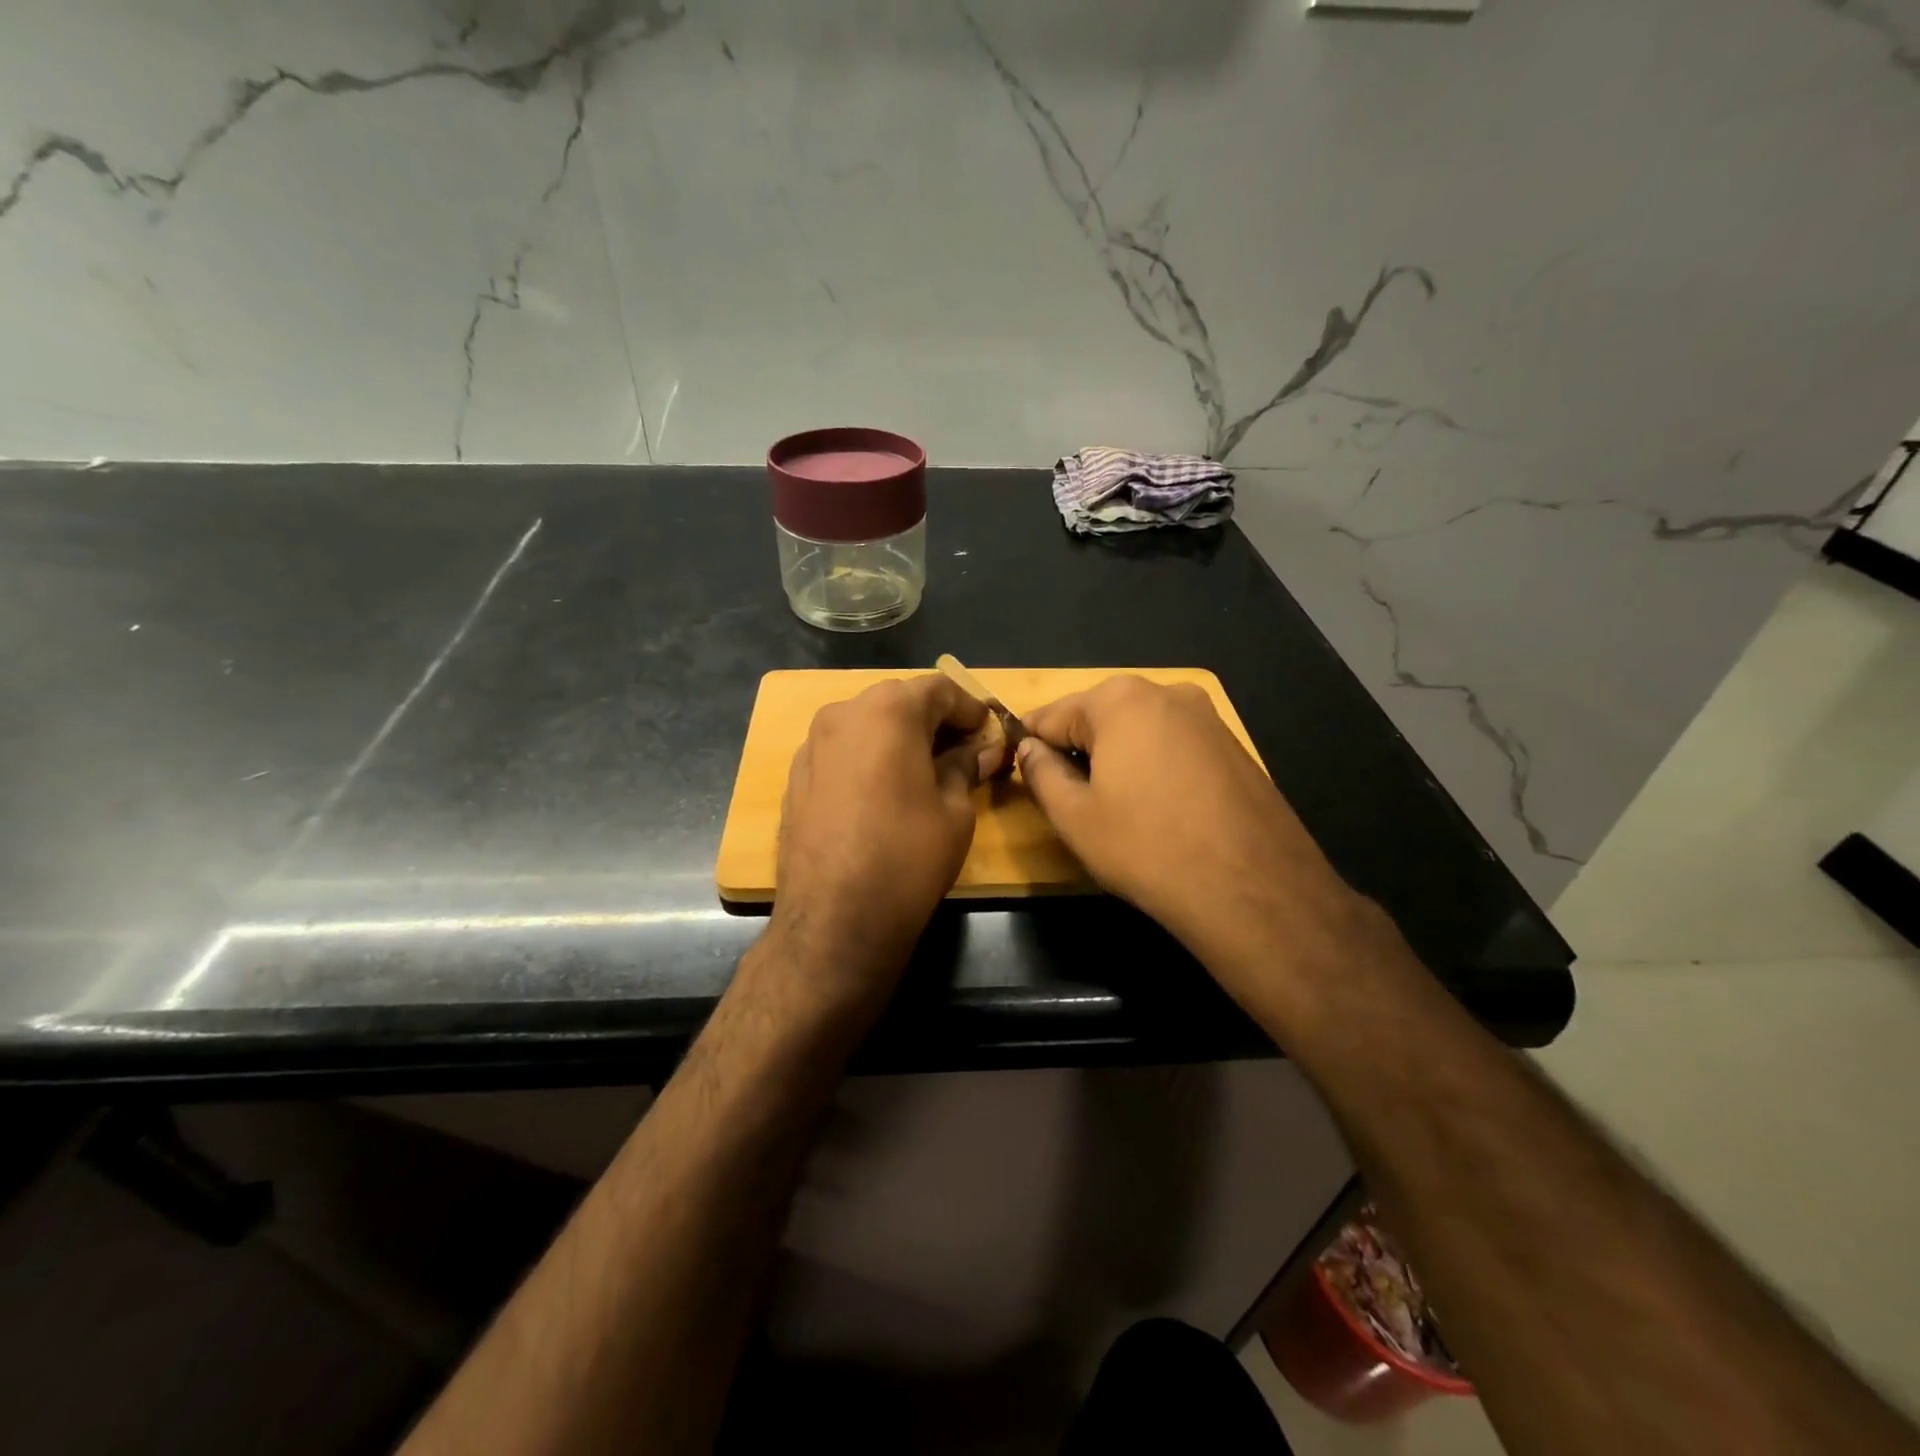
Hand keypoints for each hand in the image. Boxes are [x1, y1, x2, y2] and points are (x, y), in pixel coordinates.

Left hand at [769, 675, 1004, 1014]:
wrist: (833, 919)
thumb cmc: (907, 856)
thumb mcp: (955, 810)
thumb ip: (967, 766)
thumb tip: (984, 750)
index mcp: (888, 710)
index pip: (939, 689)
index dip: (971, 708)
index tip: (990, 733)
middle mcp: (843, 713)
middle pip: (899, 701)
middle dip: (935, 720)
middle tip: (964, 751)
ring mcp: (813, 744)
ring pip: (867, 723)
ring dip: (900, 737)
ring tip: (927, 771)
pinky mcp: (796, 776)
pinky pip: (843, 750)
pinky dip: (870, 757)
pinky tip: (886, 791)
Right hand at [1017, 676, 1377, 1000]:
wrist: (1253, 888)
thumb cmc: (1147, 847)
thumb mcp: (1074, 816)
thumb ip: (1040, 772)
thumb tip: (1028, 748)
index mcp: (1119, 699)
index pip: (1051, 715)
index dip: (1029, 745)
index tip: (1020, 774)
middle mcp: (1166, 692)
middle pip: (1098, 717)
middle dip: (1077, 751)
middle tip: (1070, 800)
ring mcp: (1206, 717)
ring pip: (1138, 731)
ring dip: (1116, 759)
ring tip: (1115, 809)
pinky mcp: (1233, 745)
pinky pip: (1173, 746)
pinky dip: (1154, 767)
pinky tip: (1158, 809)